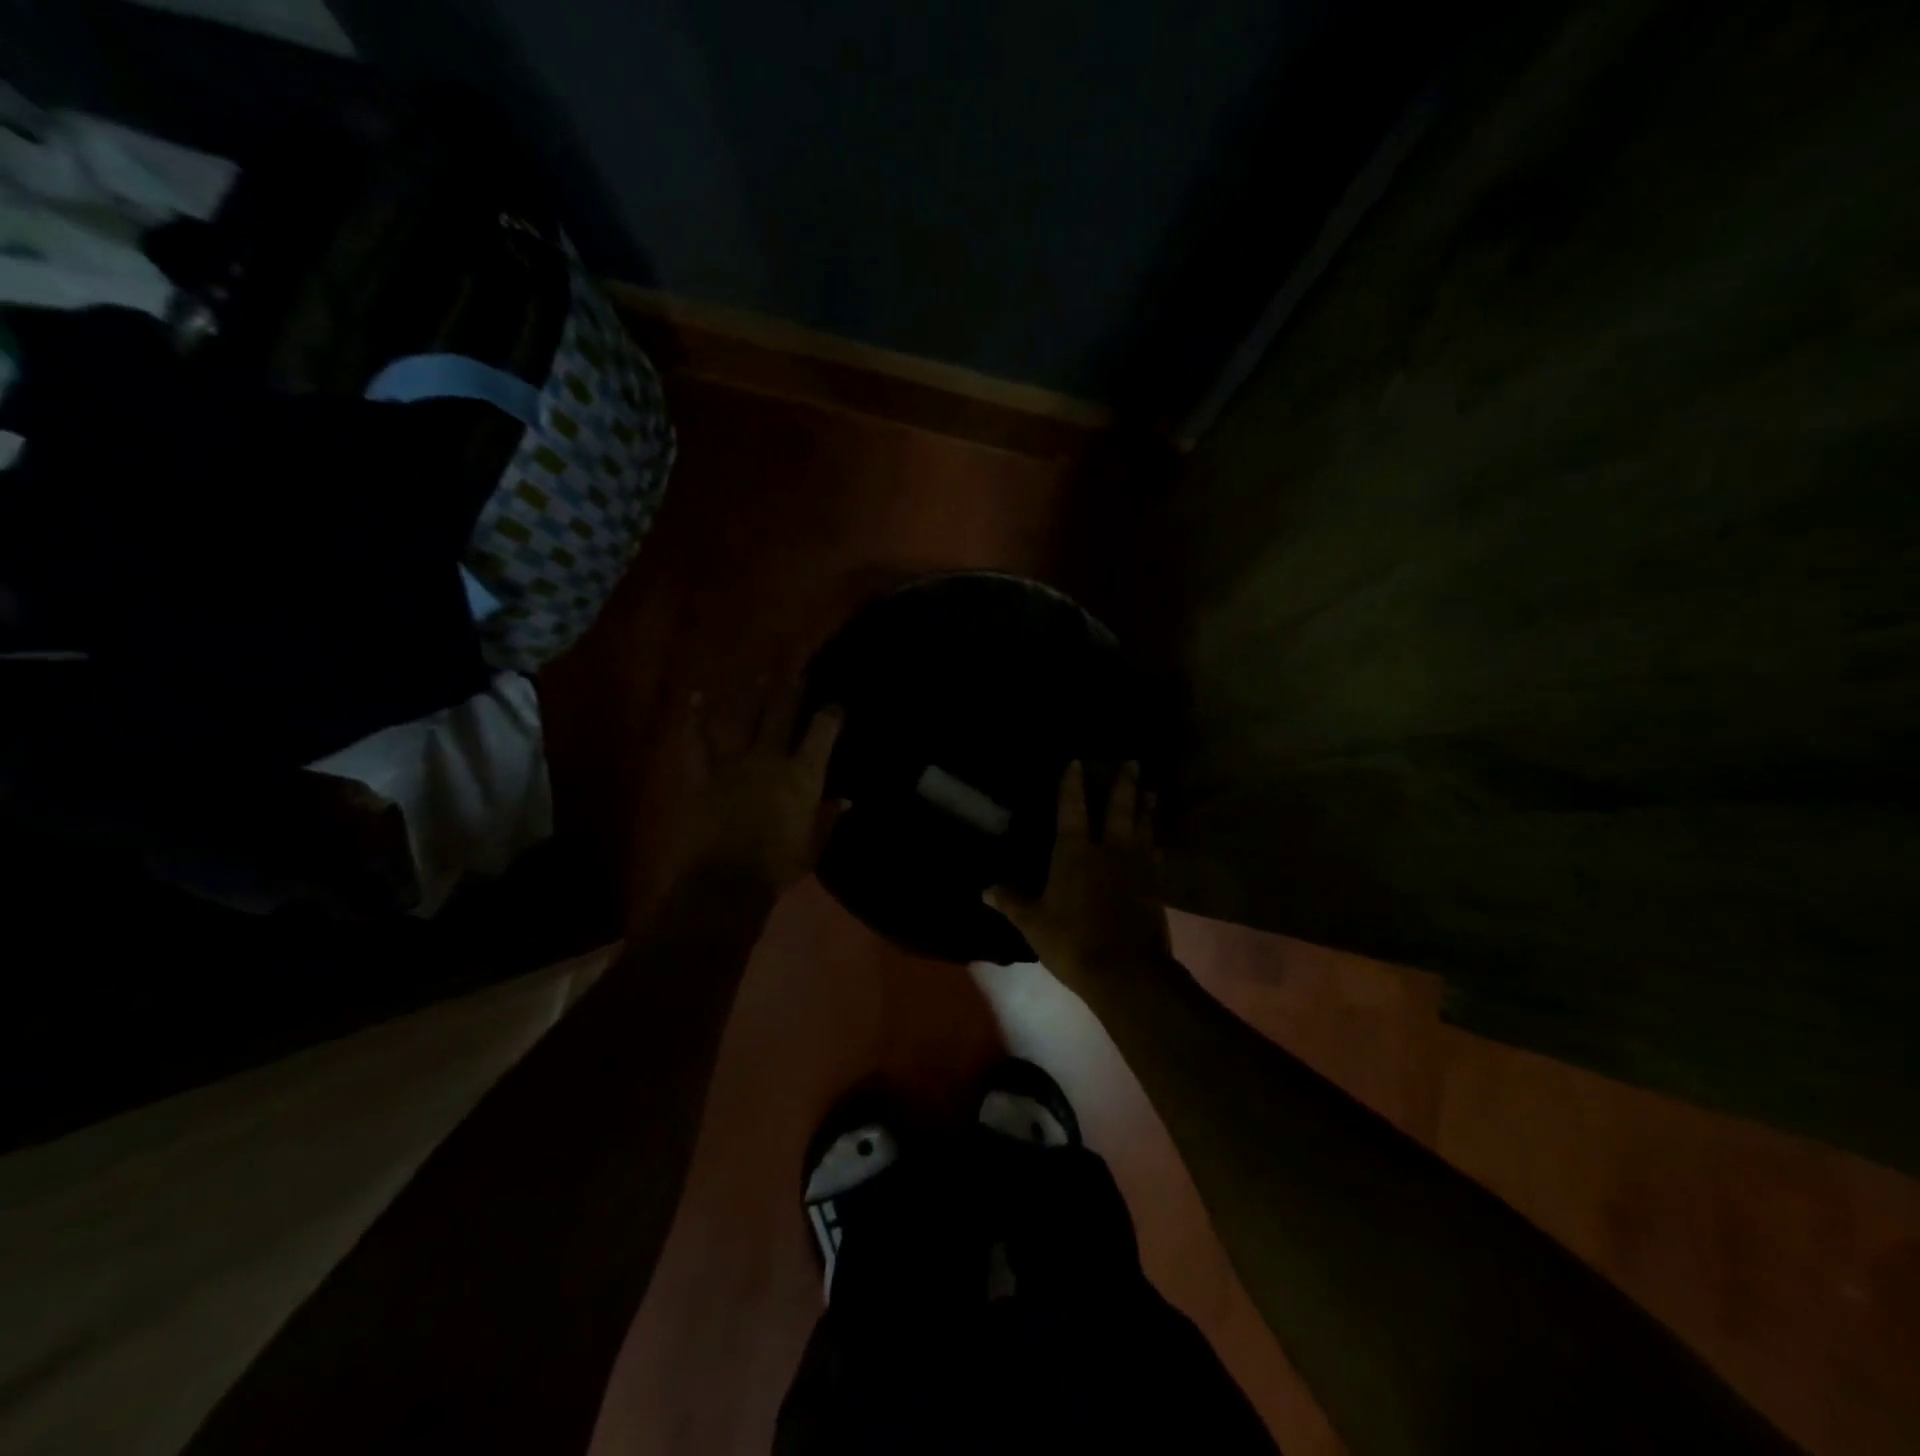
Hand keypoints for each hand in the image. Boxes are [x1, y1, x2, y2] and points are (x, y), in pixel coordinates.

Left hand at [674, 679, 843, 893]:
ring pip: (745, 719)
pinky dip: (695, 719)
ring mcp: (735, 762)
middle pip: (782, 715)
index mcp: (803, 775)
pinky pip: (699, 741)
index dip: (830, 715)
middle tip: (797, 671)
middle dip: (791, 691)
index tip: (835, 705)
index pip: (822, 734)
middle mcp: (771, 758)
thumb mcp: (812, 845)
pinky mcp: (705, 773)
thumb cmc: (778, 866)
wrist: (726, 880)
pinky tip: (694, 696)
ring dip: (753, 696)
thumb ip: (828, 818)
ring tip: (759, 675)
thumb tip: (846, 800)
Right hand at [984, 761, 1172, 1000]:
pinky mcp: (1154, 887)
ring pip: (1143, 827)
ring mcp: (1136, 867)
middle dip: (1125, 784)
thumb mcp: (1033, 923)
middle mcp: (1108, 850)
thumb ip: (1011, 902)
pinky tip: (1159, 840)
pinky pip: (1156, 855)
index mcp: (1075, 852)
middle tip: (1134, 762)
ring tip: (1153, 790)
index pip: (1072, 809)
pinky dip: (1157, 842)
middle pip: (1119, 809)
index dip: (1072, 784)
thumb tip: (985, 888)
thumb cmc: (1072, 941)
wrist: (1125, 971)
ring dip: (1147, 807)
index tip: (1077, 761)